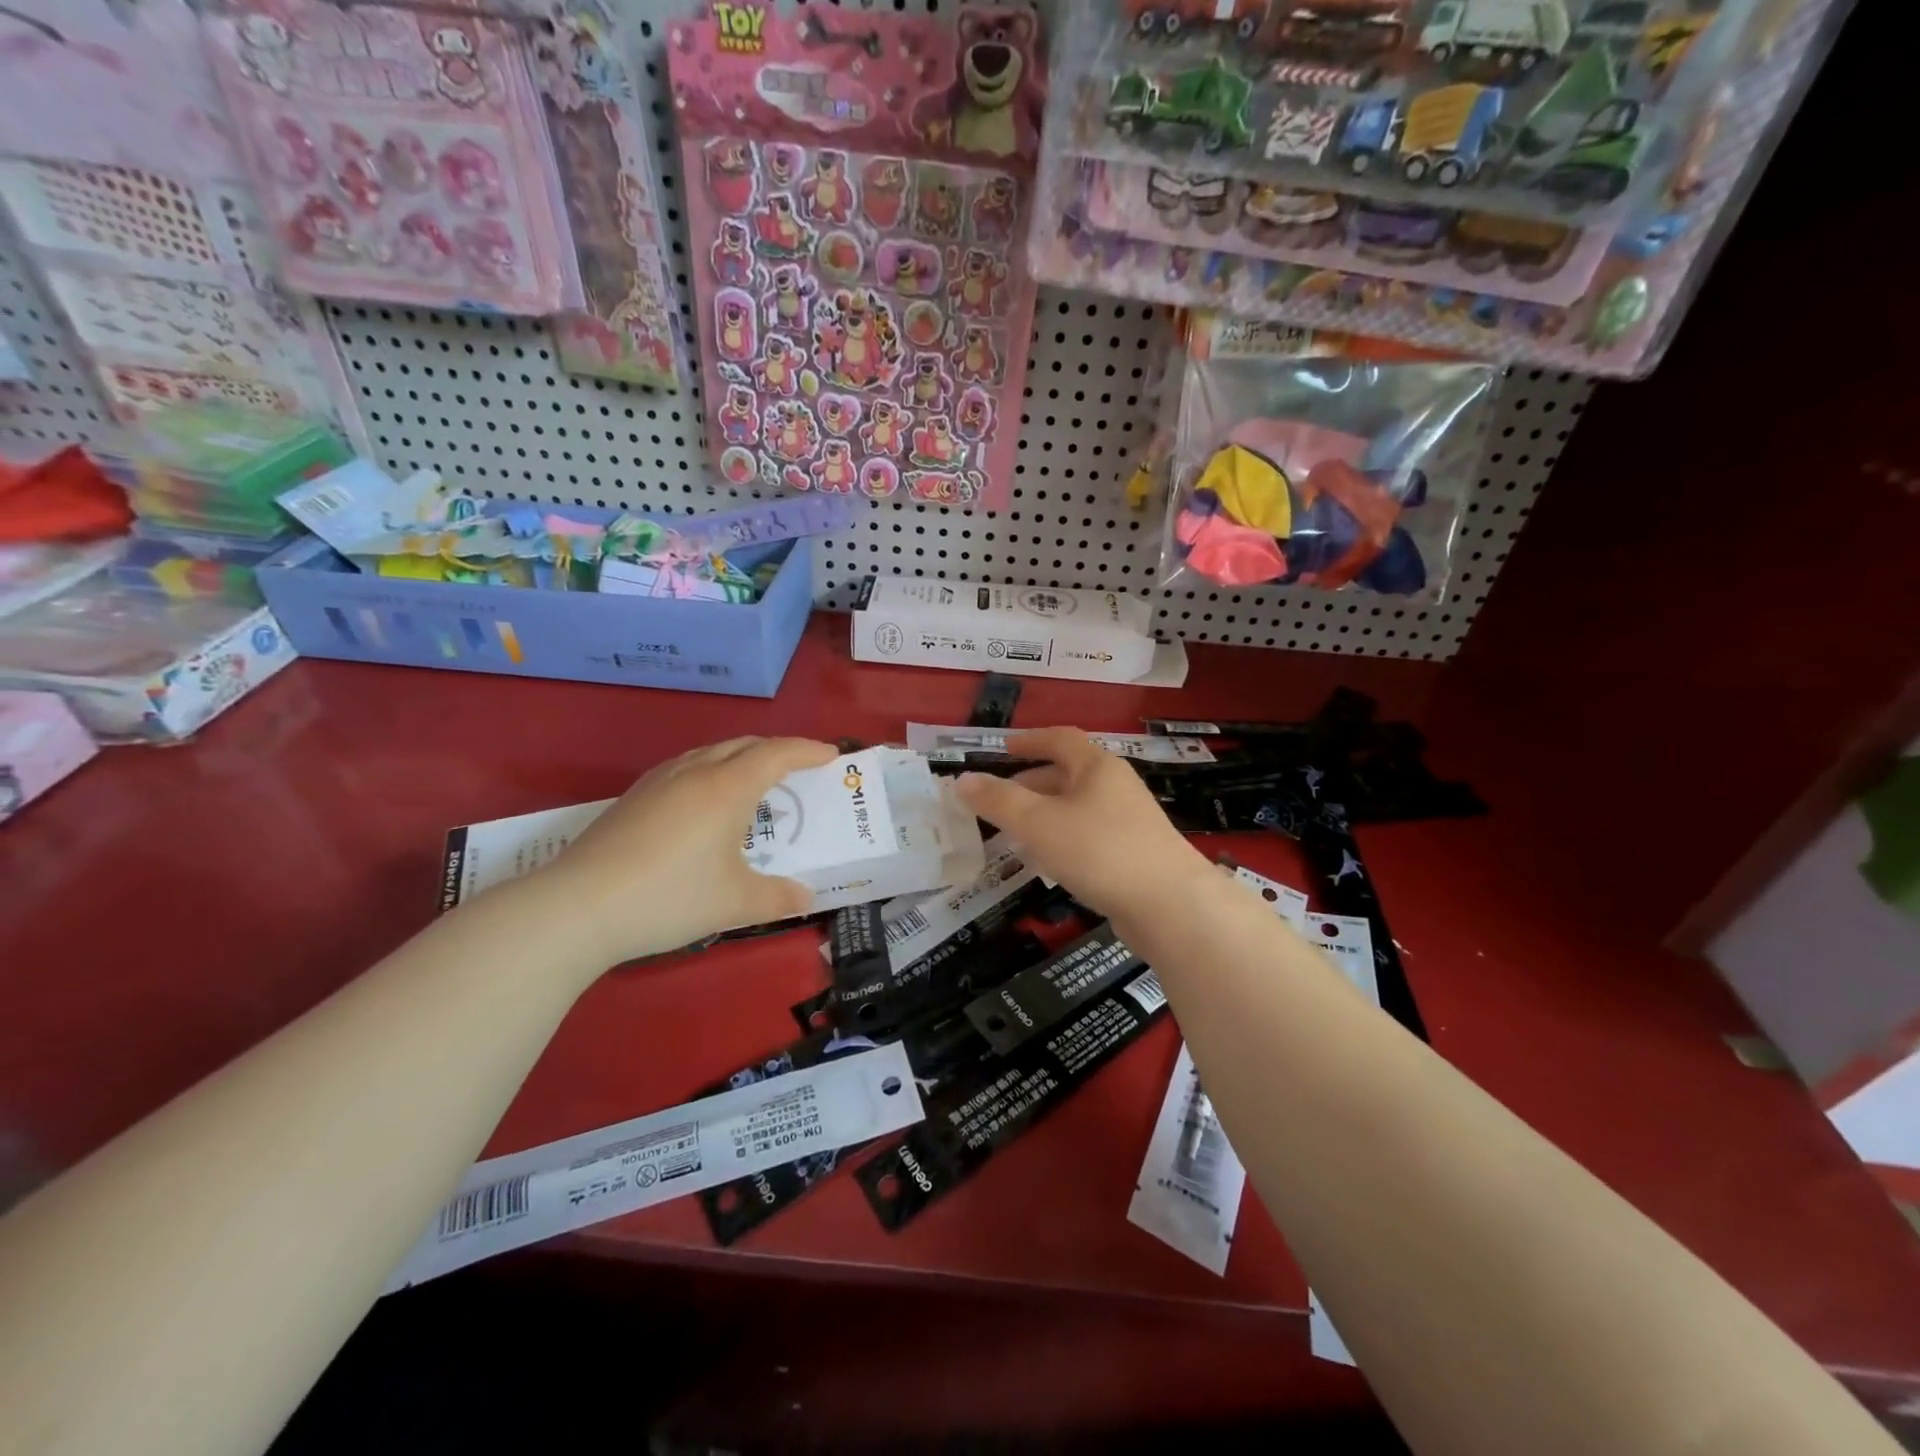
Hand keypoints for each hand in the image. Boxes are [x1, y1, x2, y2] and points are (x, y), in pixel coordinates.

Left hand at [545, 736, 838, 964]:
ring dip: (739, 756)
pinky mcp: (632, 798)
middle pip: (743, 745)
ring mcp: (658, 782)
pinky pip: (684, 767)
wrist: (578, 907)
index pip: (777, 754)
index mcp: (727, 788)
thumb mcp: (736, 903)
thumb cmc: (670, 897)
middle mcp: (695, 773)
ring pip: (709, 752)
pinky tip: (702, 799)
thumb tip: (806, 898)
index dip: (807, 750)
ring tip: (752, 779)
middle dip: (776, 750)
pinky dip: (709, 770)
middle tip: (797, 767)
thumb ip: (778, 898)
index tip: (831, 754)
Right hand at [954, 728, 1209, 923]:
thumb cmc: (1099, 851)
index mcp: (1097, 766)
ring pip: (1077, 807)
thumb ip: (998, 801)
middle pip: (1068, 774)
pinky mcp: (1134, 854)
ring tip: (1015, 833)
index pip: (1060, 739)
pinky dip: (1062, 839)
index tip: (1003, 749)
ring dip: (1045, 814)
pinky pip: (1089, 835)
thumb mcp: (1038, 823)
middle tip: (999, 799)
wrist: (1170, 906)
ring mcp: (1129, 821)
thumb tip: (962, 780)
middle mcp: (1116, 786)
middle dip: (1032, 783)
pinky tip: (1048, 863)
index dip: (1029, 740)